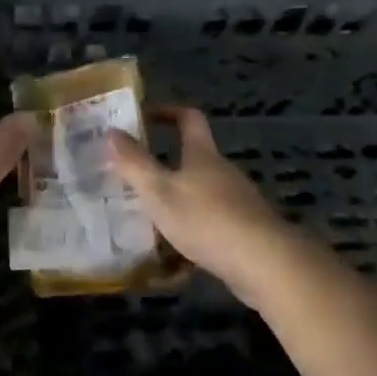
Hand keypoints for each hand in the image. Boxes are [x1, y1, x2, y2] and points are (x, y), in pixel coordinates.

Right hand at [107, 108, 296, 293]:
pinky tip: (175, 264)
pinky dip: (191, 237)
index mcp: (203, 155)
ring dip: (176, 205)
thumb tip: (113, 131)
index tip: (143, 117)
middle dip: (164, 168)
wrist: (263, 262)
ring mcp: (238, 202)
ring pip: (200, 196)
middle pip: (193, 160)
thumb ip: (134, 163)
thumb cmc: (205, 219)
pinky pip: (210, 227)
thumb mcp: (159, 191)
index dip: (167, 112)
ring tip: (148, 223)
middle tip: (133, 180)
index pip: (188, 118)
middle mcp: (223, 172)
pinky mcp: (245, 231)